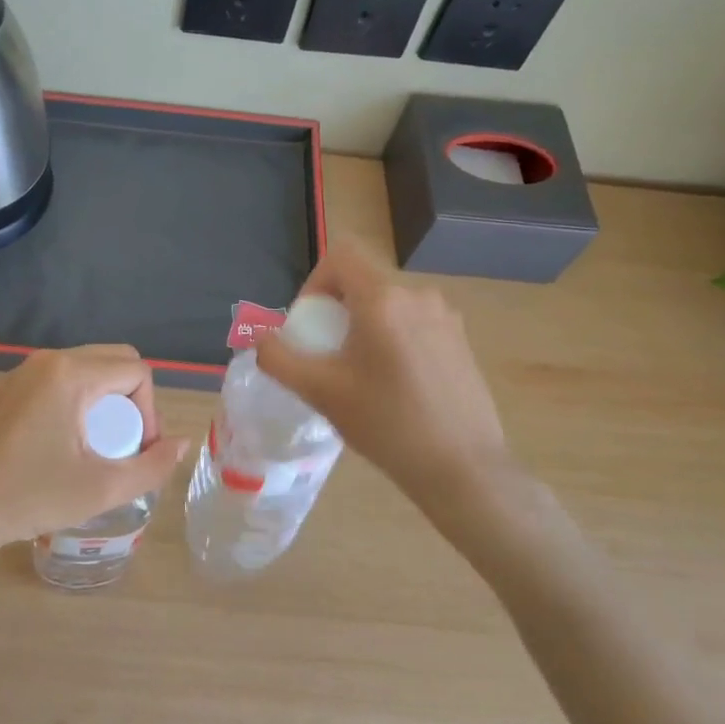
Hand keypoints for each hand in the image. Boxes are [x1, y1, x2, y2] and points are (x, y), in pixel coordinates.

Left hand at [0, 345, 189, 550]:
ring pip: (85, 366)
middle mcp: (47, 360)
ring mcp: (22, 371)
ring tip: (98, 443)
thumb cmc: (32, 497)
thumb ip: (153, 465)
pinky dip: (76, 398)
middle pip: (113, 359)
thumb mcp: (102, 489)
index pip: (136, 371)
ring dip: (105, 398)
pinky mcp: (6, 386)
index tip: (137, 450)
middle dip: (132, 399)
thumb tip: (183, 443)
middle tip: (125, 443)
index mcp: (70, 374)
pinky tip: (65, 440)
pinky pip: (57, 378)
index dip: (150, 410)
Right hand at [256, 239, 518, 526]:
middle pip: (363, 282)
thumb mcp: (320, 392)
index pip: (341, 255)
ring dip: (365, 327)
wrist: (463, 468)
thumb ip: (279, 359)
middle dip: (337, 311)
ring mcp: (446, 317)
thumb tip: (261, 340)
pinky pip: (413, 323)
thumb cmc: (386, 424)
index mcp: (383, 299)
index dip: (315, 281)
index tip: (310, 325)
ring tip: (360, 376)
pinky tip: (395, 387)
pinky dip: (392, 340)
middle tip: (328, 358)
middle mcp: (418, 296)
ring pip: (388, 305)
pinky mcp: (461, 341)